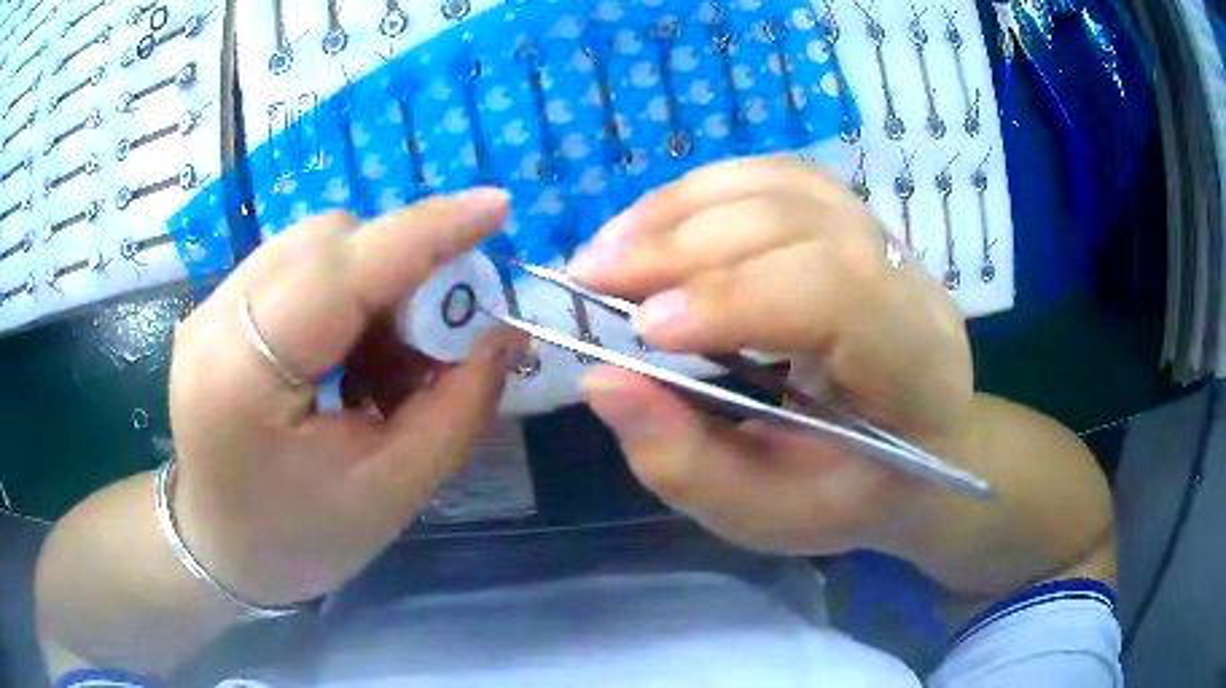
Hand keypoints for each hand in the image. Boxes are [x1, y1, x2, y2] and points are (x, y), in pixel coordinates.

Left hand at [168, 189, 516, 605]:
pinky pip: (295, 268)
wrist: (222, 551)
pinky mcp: (215, 309)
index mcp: (243, 375)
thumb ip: (457, 407)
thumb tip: (504, 333)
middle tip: (434, 336)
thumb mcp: (393, 491)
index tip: (497, 207)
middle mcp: (214, 319)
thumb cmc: (303, 540)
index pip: (341, 270)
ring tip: (384, 362)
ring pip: (313, 247)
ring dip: (370, 285)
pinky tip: (347, 357)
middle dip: (398, 269)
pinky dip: (341, 297)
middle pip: (326, 241)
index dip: (425, 231)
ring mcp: (208, 308)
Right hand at [569, 156, 974, 555]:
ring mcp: (884, 239)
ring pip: (782, 186)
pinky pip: (775, 179)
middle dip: (684, 243)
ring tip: (611, 247)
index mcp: (912, 367)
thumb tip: (599, 379)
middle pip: (801, 221)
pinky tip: (657, 224)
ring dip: (682, 207)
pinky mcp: (851, 221)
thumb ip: (683, 460)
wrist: (914, 448)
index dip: (736, 296)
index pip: (838, 291)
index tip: (642, 331)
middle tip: (590, 275)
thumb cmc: (847, 493)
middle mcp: (909, 284)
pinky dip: (704, 193)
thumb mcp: (763, 511)